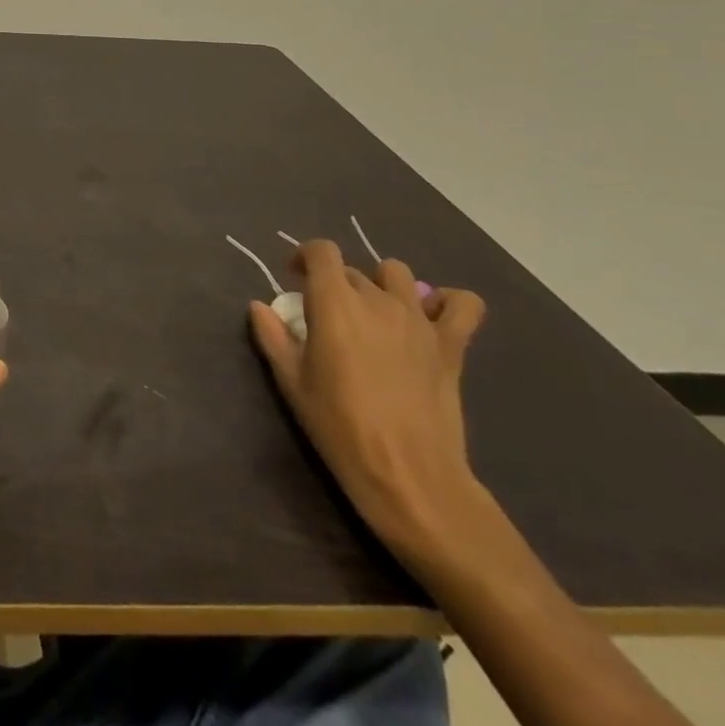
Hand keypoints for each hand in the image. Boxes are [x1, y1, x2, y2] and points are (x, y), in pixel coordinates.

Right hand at [249, 240, 486, 564]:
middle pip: (354, 270)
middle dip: (336, 283)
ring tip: (374, 314)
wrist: (408, 474)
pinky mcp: (451, 345)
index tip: (295, 278)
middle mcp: (377, 299)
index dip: (305, 257)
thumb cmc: (339, 426)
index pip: (321, 251)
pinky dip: (449, 303)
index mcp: (334, 303)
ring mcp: (418, 320)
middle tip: (328, 317)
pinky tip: (431, 318)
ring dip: (382, 285)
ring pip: (398, 274)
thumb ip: (272, 336)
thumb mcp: (291, 382)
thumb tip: (260, 306)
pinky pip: (464, 304)